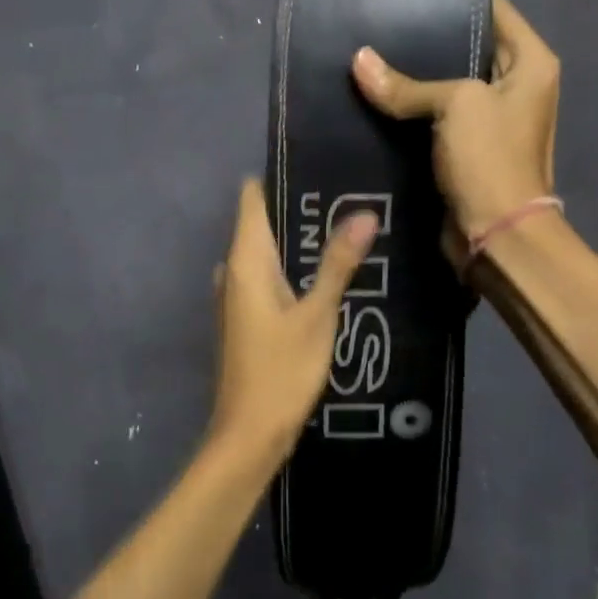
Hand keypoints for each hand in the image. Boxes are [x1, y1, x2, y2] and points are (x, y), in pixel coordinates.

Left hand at [208, 178, 377, 466]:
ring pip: (269, 253)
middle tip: (349, 194)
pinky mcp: (246, 319)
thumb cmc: (281, 371)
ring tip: (347, 226)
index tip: (320, 163)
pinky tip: (329, 273)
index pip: (252, 197)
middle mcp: (234, 271)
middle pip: (263, 222)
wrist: (249, 435)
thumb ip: (338, 263)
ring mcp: (237, 297)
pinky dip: (294, 269)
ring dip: (301, 241)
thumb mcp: (317, 315)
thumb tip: (363, 212)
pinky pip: (269, 278)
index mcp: (245, 260)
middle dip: (301, 209)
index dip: (280, 175)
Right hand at [352, 0, 559, 242]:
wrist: (497, 235)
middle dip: (426, 37)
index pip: (494, 9)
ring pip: (447, 84)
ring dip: (415, 77)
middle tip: (379, 23)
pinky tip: (377, 95)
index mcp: (531, 62)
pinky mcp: (467, 147)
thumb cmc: (490, 158)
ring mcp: (491, 118)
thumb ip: (406, 84)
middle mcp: (516, 85)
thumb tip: (358, 60)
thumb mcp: (454, 106)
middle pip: (468, 46)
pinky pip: (436, 117)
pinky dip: (412, 109)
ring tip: (370, 54)